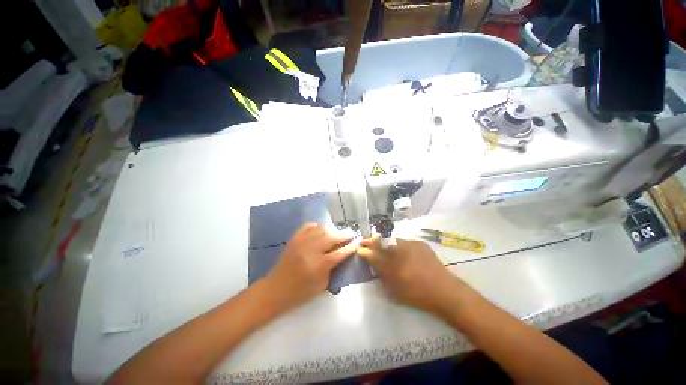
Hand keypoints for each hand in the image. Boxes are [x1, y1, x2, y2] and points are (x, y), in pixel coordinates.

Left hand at [264, 223, 356, 312]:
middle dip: (344, 235)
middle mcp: (312, 250)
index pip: (340, 252)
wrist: (276, 289)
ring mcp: (302, 242)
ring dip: (331, 230)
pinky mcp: (294, 238)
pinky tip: (320, 229)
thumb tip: (342, 254)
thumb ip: (333, 268)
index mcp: (320, 265)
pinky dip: (316, 226)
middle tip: (350, 233)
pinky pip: (308, 226)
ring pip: (321, 229)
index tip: (356, 243)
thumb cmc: (301, 292)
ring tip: (336, 232)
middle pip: (332, 237)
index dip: (350, 247)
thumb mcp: (322, 285)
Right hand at [357, 238, 471, 317]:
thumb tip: (371, 262)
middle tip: (367, 242)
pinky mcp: (419, 243)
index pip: (372, 253)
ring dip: (387, 243)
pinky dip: (401, 246)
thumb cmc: (416, 294)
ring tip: (386, 248)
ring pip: (392, 241)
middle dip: (372, 242)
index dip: (364, 249)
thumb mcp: (393, 289)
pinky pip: (405, 242)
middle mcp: (398, 250)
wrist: (444, 291)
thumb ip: (380, 273)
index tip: (359, 247)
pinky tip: (404, 253)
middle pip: (380, 242)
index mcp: (391, 264)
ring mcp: (409, 244)